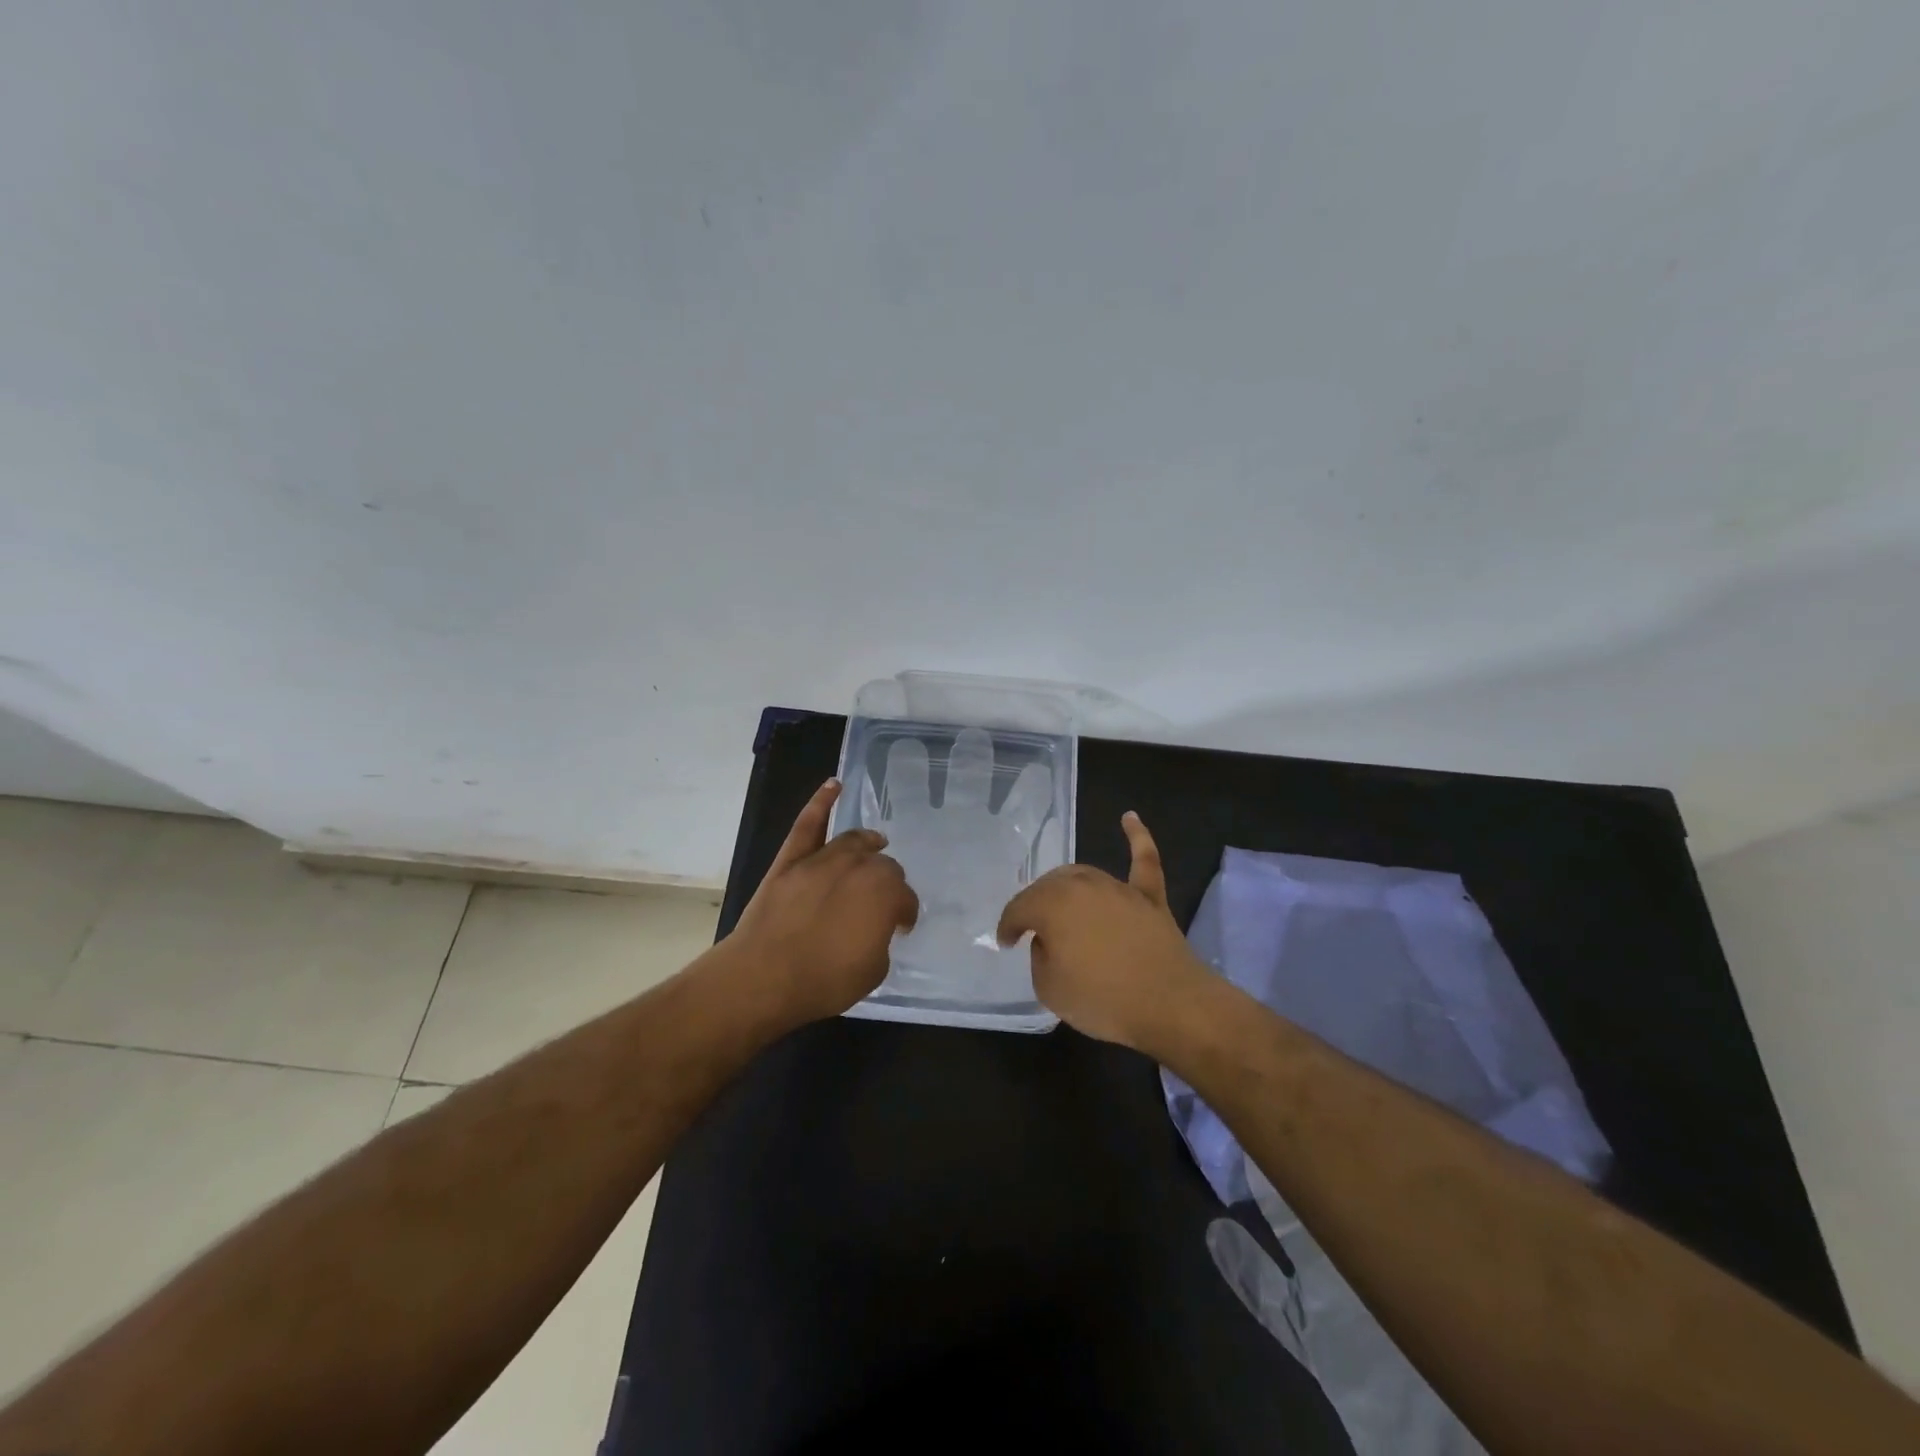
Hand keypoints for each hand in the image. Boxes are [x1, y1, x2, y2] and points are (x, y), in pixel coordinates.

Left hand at [726, 778, 918, 1026]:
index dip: (905, 914)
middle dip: (887, 883)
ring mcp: (822, 859)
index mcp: (885, 893)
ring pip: (853, 842)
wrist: (764, 977)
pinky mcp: (791, 860)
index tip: (900, 928)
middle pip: (882, 866)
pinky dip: (821, 802)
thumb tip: (874, 926)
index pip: (906, 898)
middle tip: (881, 903)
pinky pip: (809, 824)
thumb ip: (881, 938)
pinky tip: (833, 786)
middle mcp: (859, 867)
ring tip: (876, 844)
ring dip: (868, 844)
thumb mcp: (874, 969)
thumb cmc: (825, 980)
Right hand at [996, 812, 1208, 1052]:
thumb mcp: (1049, 988)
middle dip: (1036, 906)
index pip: (1020, 908)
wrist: (1170, 1005)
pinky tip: (1129, 818)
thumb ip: (1040, 957)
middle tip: (1033, 931)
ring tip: (1061, 906)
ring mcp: (1119, 888)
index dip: (1009, 926)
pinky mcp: (1150, 897)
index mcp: (1052, 905)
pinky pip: (1143, 859)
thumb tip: (1050, 940)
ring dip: (1068, 888)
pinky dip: (1137, 837)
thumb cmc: (1102, 999)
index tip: (1007, 943)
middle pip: (1049, 887)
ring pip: (1084, 876)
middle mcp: (1082, 885)